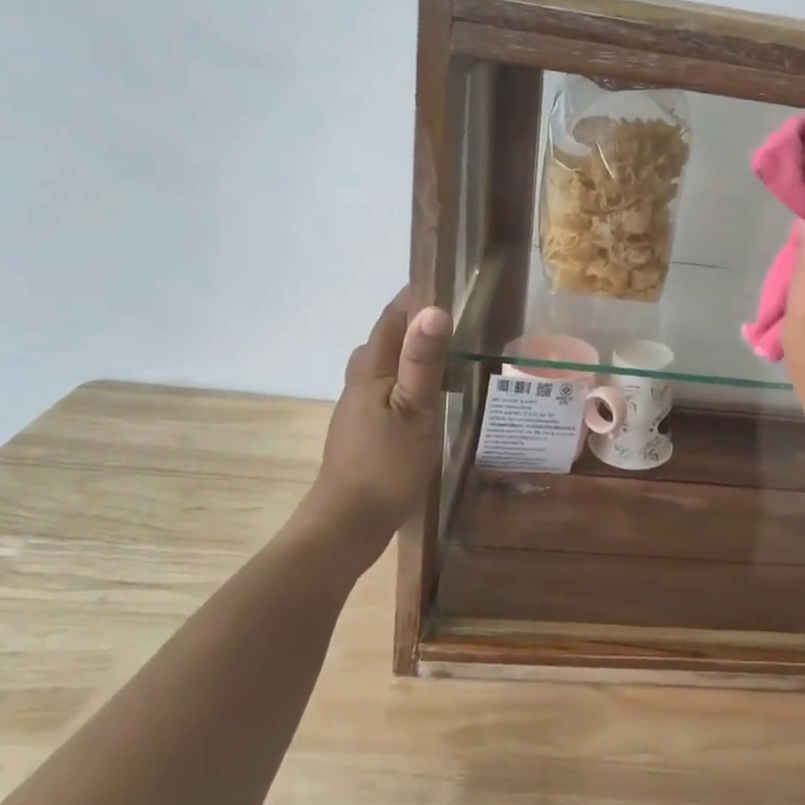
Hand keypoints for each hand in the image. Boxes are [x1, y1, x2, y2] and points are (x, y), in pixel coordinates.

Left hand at [302, 290, 450, 558]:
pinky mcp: (365, 430)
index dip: (415, 297)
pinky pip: (389, 389)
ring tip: (450, 352)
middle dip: (415, 323)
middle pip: (385, 340)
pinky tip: (430, 396)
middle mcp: (359, 383)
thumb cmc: (385, 466)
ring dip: (413, 353)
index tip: (448, 280)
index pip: (391, 318)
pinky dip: (410, 380)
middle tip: (457, 318)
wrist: (348, 524)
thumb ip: (423, 362)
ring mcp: (359, 408)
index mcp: (370, 371)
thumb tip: (434, 309)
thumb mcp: (415, 411)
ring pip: (385, 366)